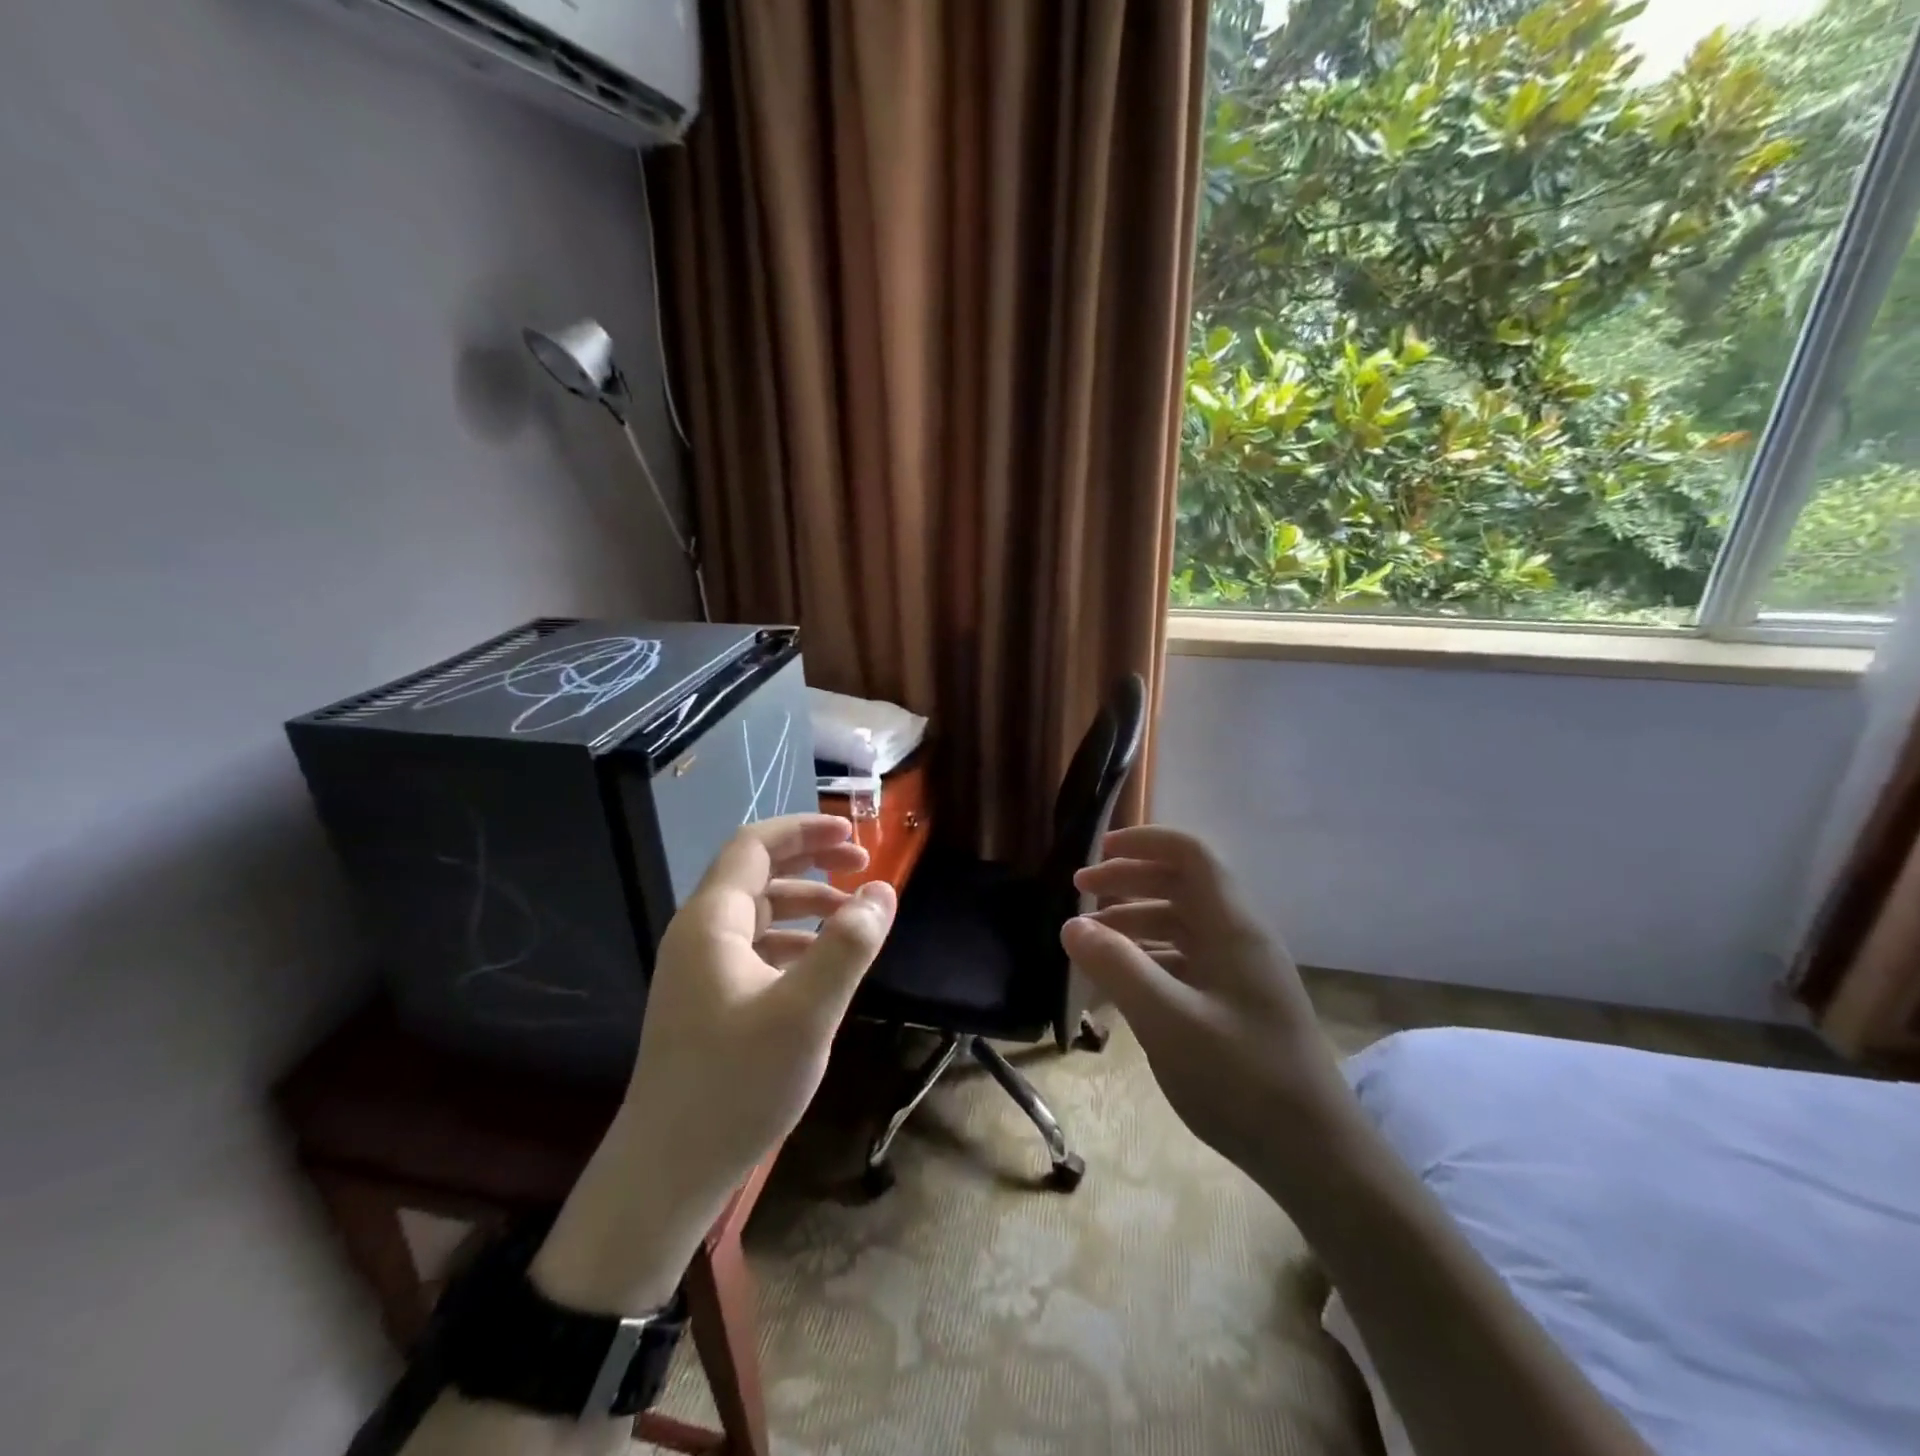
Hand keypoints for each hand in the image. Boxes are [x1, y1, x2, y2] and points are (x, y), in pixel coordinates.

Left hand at [629, 813, 895, 1202]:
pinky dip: (793, 941)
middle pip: (756, 874)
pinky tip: (822, 964)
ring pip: (758, 914)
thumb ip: (848, 946)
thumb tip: (881, 891)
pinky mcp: (708, 1003)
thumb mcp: (806, 1013)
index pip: (754, 846)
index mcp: (711, 922)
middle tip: (861, 863)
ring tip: (853, 916)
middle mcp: (699, 935)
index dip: (804, 830)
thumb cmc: (735, 1084)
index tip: (853, 834)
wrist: (667, 1173)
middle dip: (810, 861)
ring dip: (806, 904)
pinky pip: (754, 950)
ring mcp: (700, 971)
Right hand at [1060, 825, 1354, 1179]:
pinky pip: (1188, 960)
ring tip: (1093, 940)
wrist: (1315, 1155)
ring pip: (1183, 924)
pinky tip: (1122, 985)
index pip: (1191, 855)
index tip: (1097, 852)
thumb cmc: (1241, 1080)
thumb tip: (1071, 924)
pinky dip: (1151, 958)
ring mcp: (1242, 972)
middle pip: (1182, 884)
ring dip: (1136, 920)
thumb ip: (1118, 967)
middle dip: (1130, 880)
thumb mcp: (1168, 1022)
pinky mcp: (1239, 1003)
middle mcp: (1240, 938)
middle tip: (1081, 891)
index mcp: (1232, 927)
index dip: (1144, 842)